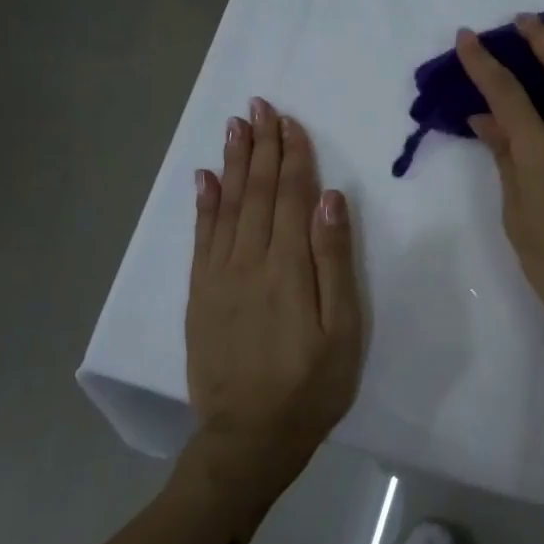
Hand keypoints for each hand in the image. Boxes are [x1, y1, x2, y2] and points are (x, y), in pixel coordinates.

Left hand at [186, 100, 361, 489]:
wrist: (249, 436)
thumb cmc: (312, 384)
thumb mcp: (342, 328)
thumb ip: (333, 261)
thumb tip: (329, 199)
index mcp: (288, 267)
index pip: (290, 196)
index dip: (291, 156)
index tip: (290, 121)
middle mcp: (248, 261)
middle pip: (256, 192)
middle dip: (260, 146)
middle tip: (259, 106)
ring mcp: (218, 277)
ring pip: (227, 207)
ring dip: (232, 163)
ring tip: (235, 126)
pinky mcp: (200, 295)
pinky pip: (201, 238)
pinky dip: (204, 205)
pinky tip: (205, 179)